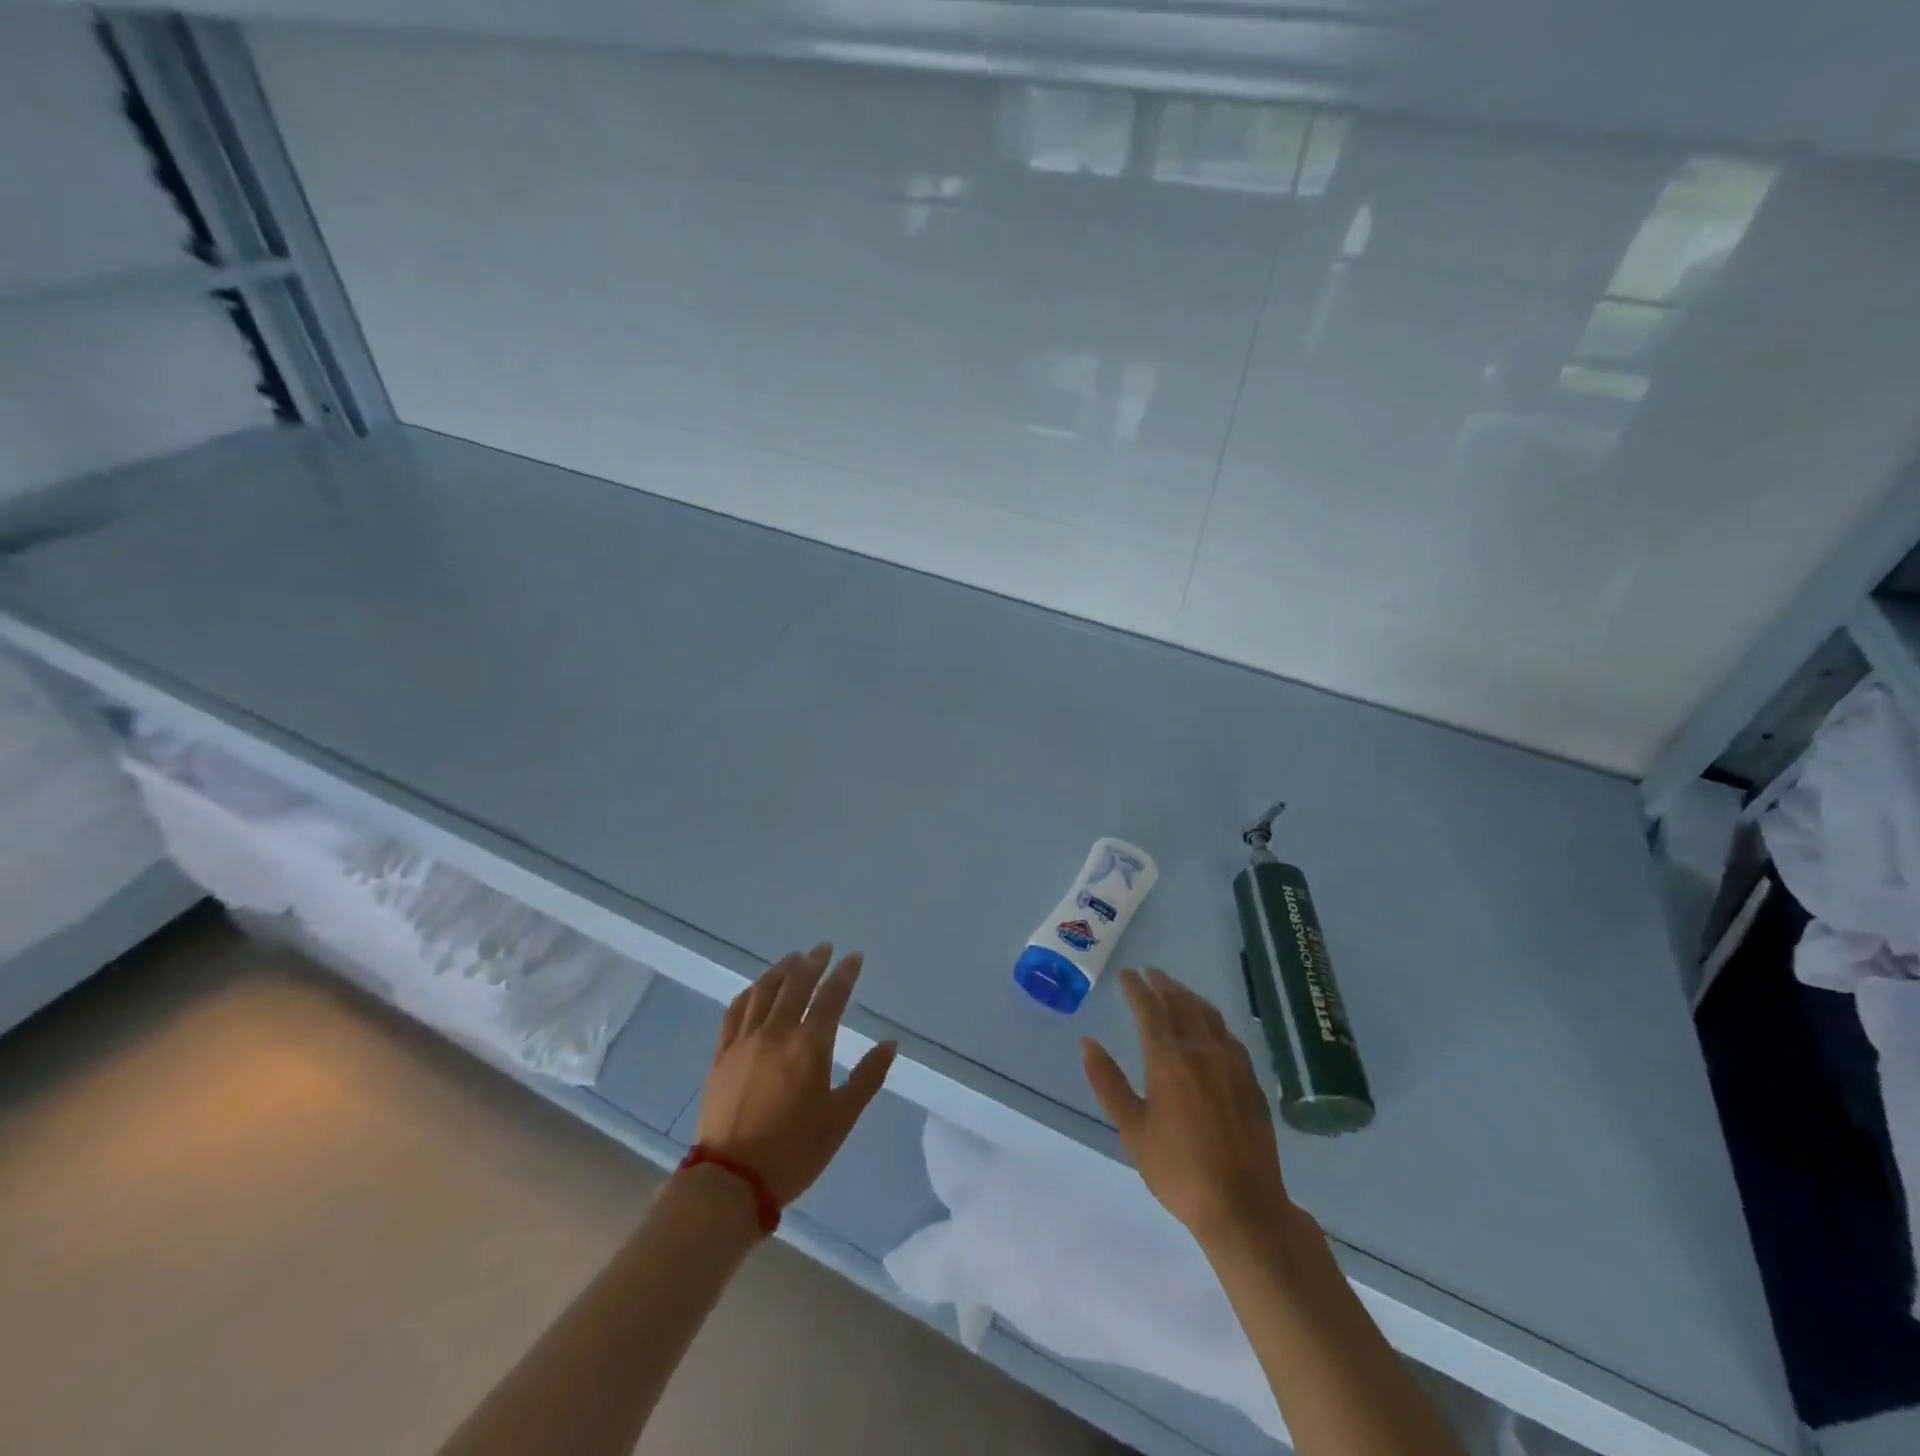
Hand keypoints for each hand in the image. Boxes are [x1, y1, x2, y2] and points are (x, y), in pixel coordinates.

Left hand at [696, 944, 897, 1206]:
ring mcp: (745, 1041)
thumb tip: (890, 1044)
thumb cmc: (794, 1152)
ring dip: (781, 970)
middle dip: (813, 962)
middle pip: (795, 984)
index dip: (844, 974)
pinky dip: (750, 993)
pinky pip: (735, 1011)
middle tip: (824, 948)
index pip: (831, 997)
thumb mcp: (841, 1118)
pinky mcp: (722, 1055)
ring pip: (763, 991)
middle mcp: (776, 1033)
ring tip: (793, 959)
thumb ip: (867, 1077)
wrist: (731, 1182)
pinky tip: (756, 989)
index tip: (854, 957)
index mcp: (810, 1046)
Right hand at [1081, 968, 1293, 1250]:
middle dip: (1163, 985)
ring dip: (1189, 997)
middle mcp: (1202, 1051)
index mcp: (1169, 1060)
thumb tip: (1087, 1043)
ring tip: (1177, 990)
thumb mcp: (1132, 1130)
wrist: (1243, 1207)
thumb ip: (1108, 1083)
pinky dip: (1213, 1019)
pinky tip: (1212, 1026)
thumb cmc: (1178, 1170)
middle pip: (1182, 1005)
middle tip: (1150, 973)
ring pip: (1209, 1016)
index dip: (1136, 989)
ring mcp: (1232, 1064)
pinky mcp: (1251, 1081)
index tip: (1126, 974)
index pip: (1150, 1010)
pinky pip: (1229, 1035)